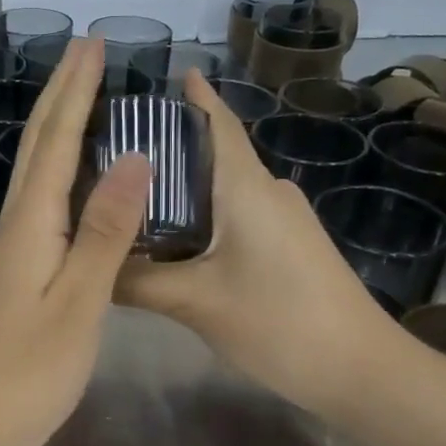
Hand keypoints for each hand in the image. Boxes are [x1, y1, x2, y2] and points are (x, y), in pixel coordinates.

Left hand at [0, 38, 148, 445]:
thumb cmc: (27, 373)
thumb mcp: (77, 302)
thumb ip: (105, 232)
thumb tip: (135, 158)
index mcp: (31, 224)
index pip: (57, 140)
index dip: (76, 90)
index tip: (94, 42)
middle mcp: (17, 225)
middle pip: (37, 145)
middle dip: (62, 94)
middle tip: (87, 51)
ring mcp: (14, 250)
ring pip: (36, 170)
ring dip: (58, 126)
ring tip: (84, 97)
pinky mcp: (18, 273)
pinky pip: (43, 202)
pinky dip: (61, 170)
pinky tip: (74, 178)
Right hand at [116, 71, 406, 414]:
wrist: (359, 370)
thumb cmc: (278, 321)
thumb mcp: (195, 302)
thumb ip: (136, 281)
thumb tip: (86, 265)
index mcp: (246, 187)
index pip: (217, 124)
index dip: (193, 97)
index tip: (160, 75)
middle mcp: (267, 192)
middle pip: (213, 156)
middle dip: (168, 149)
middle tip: (112, 152)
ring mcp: (282, 221)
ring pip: (222, 192)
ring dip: (182, 189)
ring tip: (130, 197)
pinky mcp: (288, 248)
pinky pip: (235, 218)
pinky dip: (201, 219)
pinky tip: (171, 241)